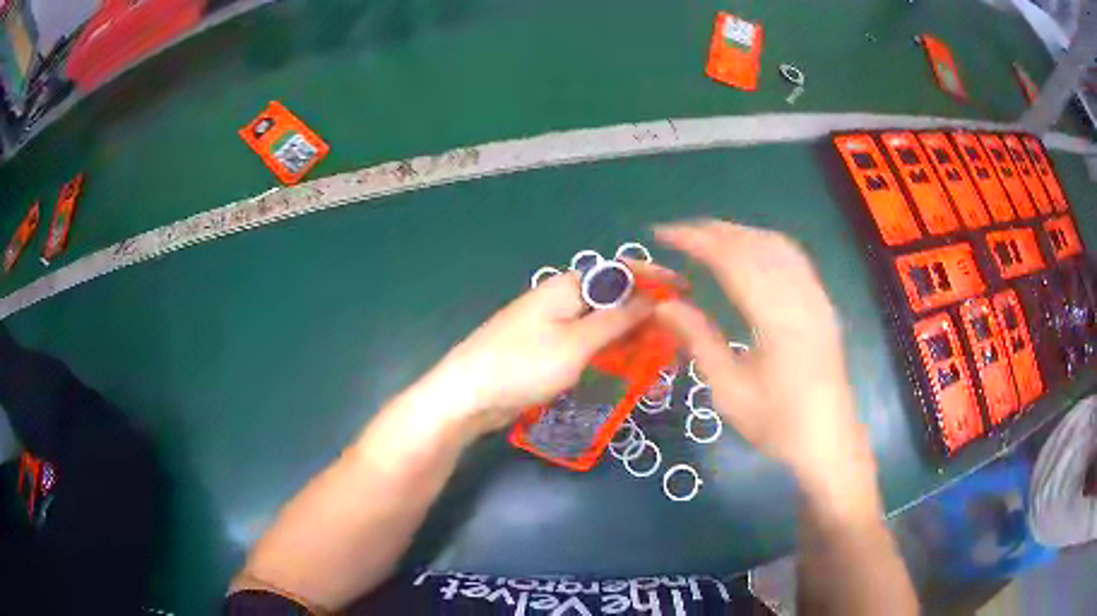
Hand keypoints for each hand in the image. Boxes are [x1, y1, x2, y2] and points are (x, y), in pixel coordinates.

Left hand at [423, 270, 656, 436]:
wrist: (468, 394)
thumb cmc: (523, 365)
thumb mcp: (577, 343)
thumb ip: (617, 319)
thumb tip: (652, 297)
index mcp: (569, 285)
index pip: (622, 270)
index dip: (656, 278)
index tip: (686, 292)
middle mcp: (562, 297)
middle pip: (614, 296)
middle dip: (647, 311)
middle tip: (677, 334)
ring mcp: (553, 322)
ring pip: (602, 321)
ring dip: (630, 333)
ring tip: (659, 352)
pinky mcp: (547, 346)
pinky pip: (588, 340)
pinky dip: (610, 348)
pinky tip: (625, 363)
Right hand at [652, 220, 870, 482]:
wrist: (829, 441)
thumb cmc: (778, 424)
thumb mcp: (729, 391)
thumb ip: (698, 340)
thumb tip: (663, 305)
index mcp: (777, 320)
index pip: (732, 260)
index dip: (695, 240)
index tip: (661, 234)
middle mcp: (801, 297)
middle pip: (755, 244)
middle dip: (713, 231)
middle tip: (677, 233)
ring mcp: (817, 297)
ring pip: (777, 245)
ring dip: (739, 233)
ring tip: (706, 237)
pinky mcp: (823, 303)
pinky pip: (792, 257)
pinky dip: (763, 244)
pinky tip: (748, 251)